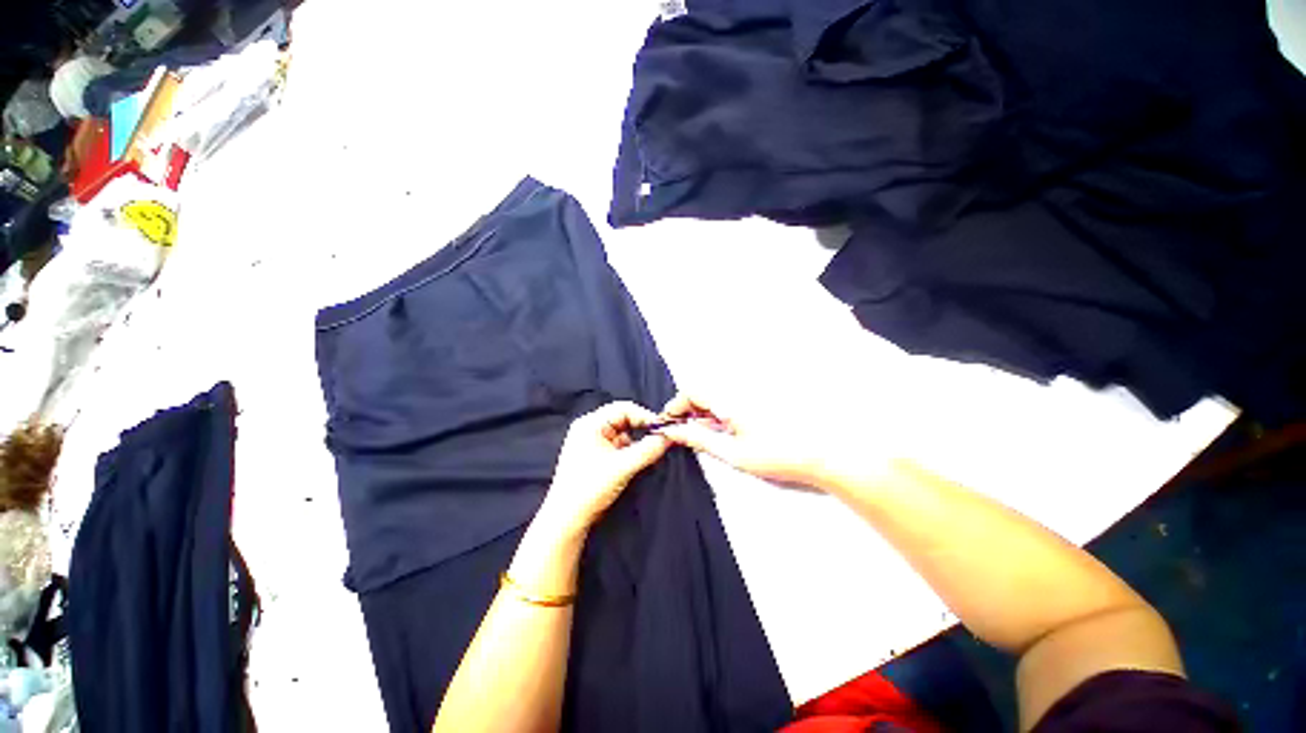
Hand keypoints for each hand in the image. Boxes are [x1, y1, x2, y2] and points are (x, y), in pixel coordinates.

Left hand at [535, 401, 671, 537]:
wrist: (567, 520)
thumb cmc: (590, 488)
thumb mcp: (623, 466)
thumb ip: (648, 450)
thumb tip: (669, 437)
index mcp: (591, 423)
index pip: (624, 408)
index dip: (645, 416)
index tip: (663, 429)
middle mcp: (590, 428)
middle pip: (623, 419)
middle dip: (642, 429)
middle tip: (661, 439)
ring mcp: (592, 442)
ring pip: (623, 433)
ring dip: (637, 442)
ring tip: (651, 453)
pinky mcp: (595, 456)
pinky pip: (618, 446)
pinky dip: (631, 451)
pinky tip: (639, 461)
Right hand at [656, 393, 828, 486]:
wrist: (818, 455)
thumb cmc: (775, 456)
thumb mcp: (732, 453)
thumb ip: (700, 440)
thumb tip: (674, 432)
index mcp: (729, 400)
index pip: (691, 391)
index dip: (675, 406)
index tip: (669, 424)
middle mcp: (737, 391)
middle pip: (702, 392)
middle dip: (687, 411)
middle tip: (684, 434)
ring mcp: (748, 395)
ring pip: (714, 397)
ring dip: (702, 413)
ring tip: (703, 436)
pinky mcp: (757, 401)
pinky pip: (728, 402)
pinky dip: (718, 415)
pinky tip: (723, 432)